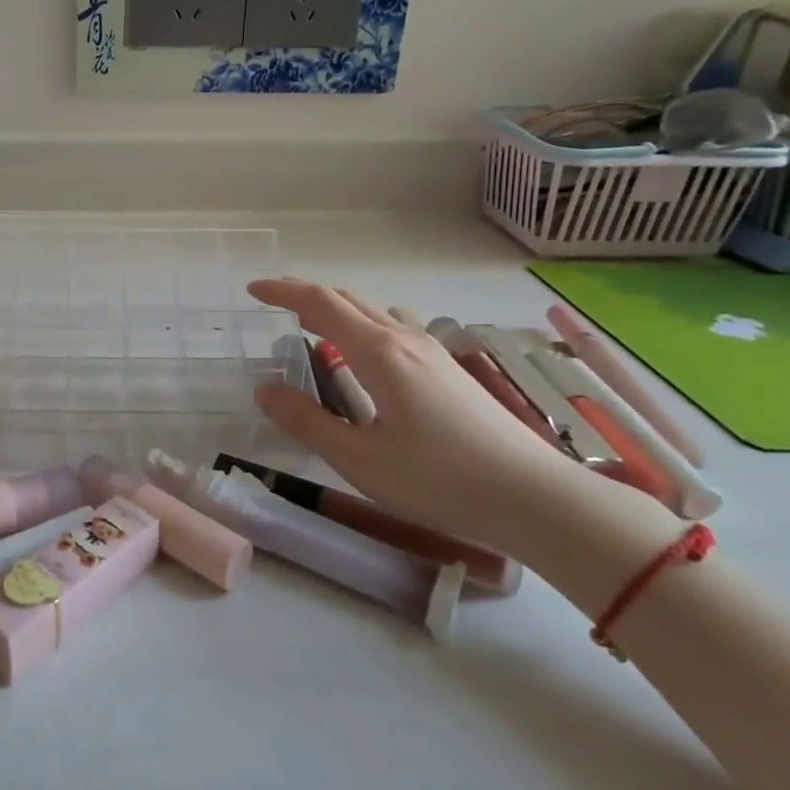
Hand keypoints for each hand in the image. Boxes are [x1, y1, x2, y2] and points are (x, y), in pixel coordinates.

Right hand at [247, 279, 591, 549]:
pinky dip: (364, 326)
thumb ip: (308, 422)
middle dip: (307, 295)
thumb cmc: (441, 480)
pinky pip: (396, 328)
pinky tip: (366, 356)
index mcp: (380, 354)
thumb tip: (264, 389)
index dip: (284, 292)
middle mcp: (406, 340)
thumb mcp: (361, 460)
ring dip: (338, 309)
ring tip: (314, 327)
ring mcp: (433, 352)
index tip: (252, 290)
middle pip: (350, 299)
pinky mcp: (450, 370)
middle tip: (274, 304)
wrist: (537, 498)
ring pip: (375, 312)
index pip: (322, 303)